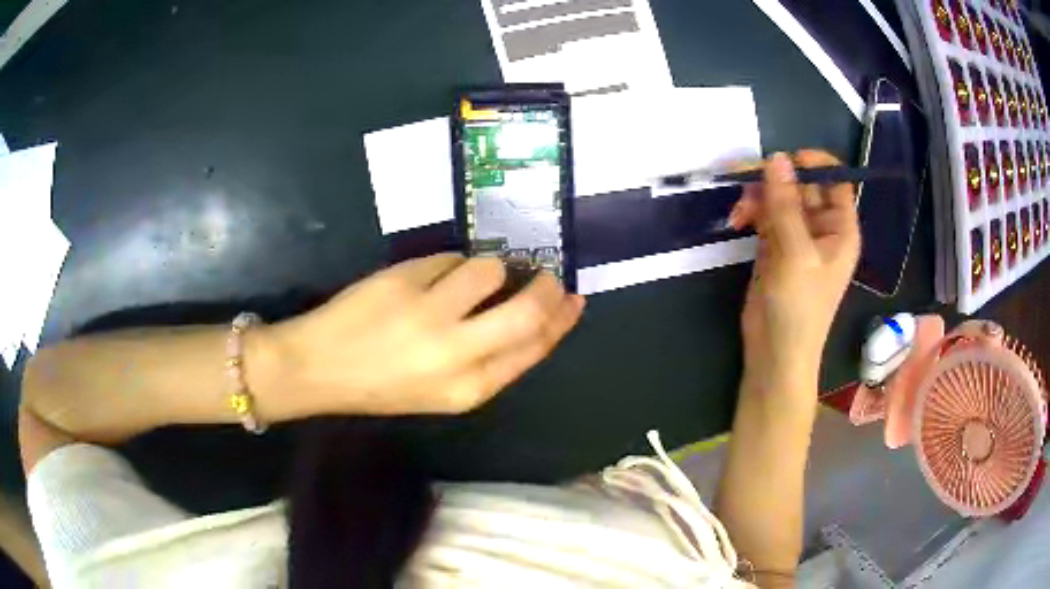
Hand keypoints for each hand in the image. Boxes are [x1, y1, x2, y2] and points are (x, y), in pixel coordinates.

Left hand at [258, 254, 584, 415]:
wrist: (319, 370)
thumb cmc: (382, 386)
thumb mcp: (444, 392)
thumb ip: (489, 359)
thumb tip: (529, 316)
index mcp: (470, 390)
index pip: (534, 348)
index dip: (561, 320)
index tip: (573, 299)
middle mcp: (457, 354)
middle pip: (528, 310)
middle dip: (548, 286)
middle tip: (549, 273)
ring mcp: (430, 313)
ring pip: (489, 269)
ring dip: (488, 268)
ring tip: (467, 278)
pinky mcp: (405, 281)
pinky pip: (451, 258)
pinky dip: (451, 263)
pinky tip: (431, 277)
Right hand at [730, 151, 859, 394]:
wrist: (775, 352)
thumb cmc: (798, 307)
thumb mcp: (795, 253)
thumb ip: (785, 204)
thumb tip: (776, 157)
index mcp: (840, 228)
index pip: (835, 181)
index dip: (815, 163)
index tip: (785, 159)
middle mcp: (821, 228)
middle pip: (802, 185)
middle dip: (775, 180)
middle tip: (746, 178)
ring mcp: (796, 236)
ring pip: (779, 198)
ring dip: (758, 197)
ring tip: (740, 211)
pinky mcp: (773, 246)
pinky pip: (764, 214)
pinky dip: (750, 212)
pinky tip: (737, 220)